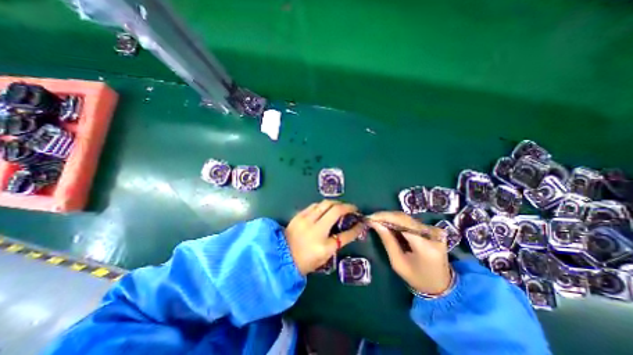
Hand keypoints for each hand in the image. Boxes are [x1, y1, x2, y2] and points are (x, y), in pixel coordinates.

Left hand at [287, 199, 365, 274]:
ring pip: (324, 203)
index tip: (362, 222)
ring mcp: (305, 220)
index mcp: (323, 245)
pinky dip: (323, 205)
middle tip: (351, 209)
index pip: (345, 234)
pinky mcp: (299, 215)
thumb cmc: (305, 260)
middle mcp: (315, 229)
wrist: (282, 256)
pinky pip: (314, 205)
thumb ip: (338, 242)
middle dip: (347, 206)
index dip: (356, 228)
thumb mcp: (325, 255)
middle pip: (335, 209)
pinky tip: (325, 208)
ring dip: (335, 203)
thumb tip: (350, 230)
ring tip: (339, 207)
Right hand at [370, 212, 451, 295]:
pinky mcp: (432, 229)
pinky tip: (388, 223)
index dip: (384, 218)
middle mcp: (432, 234)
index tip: (369, 218)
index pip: (402, 223)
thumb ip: (387, 241)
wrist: (441, 285)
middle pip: (404, 218)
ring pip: (407, 218)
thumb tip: (374, 223)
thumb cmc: (417, 278)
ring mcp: (434, 230)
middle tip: (371, 218)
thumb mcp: (398, 263)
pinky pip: (410, 221)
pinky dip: (397, 221)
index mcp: (425, 246)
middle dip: (385, 216)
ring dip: (390, 218)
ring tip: (377, 220)